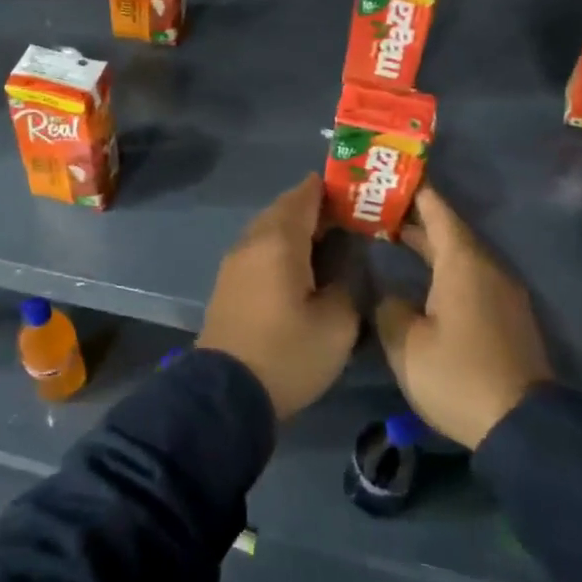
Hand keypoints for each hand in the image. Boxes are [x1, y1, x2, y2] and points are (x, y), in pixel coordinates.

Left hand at [199, 173, 359, 419]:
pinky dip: (281, 246)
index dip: (328, 188)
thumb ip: (346, 285)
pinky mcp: (228, 283)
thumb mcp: (337, 324)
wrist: (226, 393)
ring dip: (296, 227)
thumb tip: (343, 268)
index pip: (303, 197)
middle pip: (283, 210)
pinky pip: (259, 249)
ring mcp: (234, 262)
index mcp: (279, 242)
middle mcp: (252, 242)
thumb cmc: (287, 354)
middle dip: (314, 207)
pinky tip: (301, 265)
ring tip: (328, 238)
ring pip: (269, 229)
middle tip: (348, 215)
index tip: (354, 188)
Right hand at [375, 185, 553, 448]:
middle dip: (414, 217)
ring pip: (460, 254)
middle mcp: (487, 268)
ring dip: (428, 243)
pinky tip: (420, 278)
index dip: (413, 189)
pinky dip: (442, 266)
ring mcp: (501, 293)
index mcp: (463, 263)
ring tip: (392, 235)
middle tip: (377, 206)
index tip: (389, 174)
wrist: (524, 428)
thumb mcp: (407, 343)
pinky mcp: (506, 317)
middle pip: (449, 230)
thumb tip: (392, 297)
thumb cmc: (459, 376)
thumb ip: (390, 308)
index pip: (437, 210)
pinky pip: (469, 275)